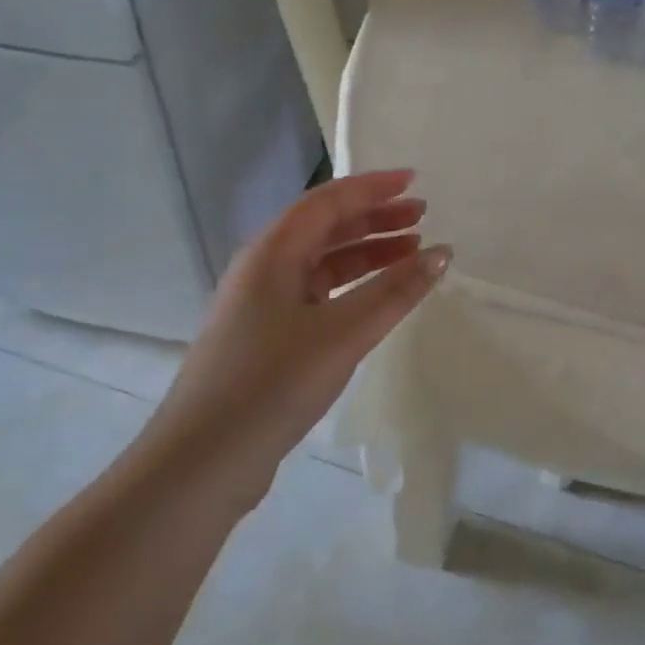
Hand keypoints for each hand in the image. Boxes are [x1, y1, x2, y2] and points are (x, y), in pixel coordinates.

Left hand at [146, 170, 448, 507]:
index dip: (374, 187)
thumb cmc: (272, 384)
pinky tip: (377, 300)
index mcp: (272, 252)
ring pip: (322, 262)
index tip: (415, 180)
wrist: (201, 463)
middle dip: (375, 218)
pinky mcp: (266, 337)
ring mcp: (261, 304)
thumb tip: (443, 254)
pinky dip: (351, 287)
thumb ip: (395, 292)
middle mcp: (263, 268)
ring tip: (412, 254)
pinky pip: (316, 293)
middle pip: (325, 227)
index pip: (329, 201)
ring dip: (366, 253)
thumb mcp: (342, 334)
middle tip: (422, 216)